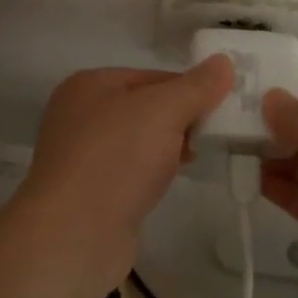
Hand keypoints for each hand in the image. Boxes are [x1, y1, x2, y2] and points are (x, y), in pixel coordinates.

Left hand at [17, 57, 235, 278]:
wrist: (74, 235)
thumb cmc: (116, 158)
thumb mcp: (163, 110)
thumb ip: (195, 86)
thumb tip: (224, 61)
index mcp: (89, 84)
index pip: (153, 76)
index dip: (190, 89)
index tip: (223, 106)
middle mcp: (80, 114)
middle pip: (146, 107)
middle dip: (182, 119)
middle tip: (217, 133)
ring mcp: (82, 156)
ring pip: (140, 141)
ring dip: (169, 147)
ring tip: (200, 157)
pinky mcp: (90, 192)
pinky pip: (131, 170)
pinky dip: (153, 172)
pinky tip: (171, 181)